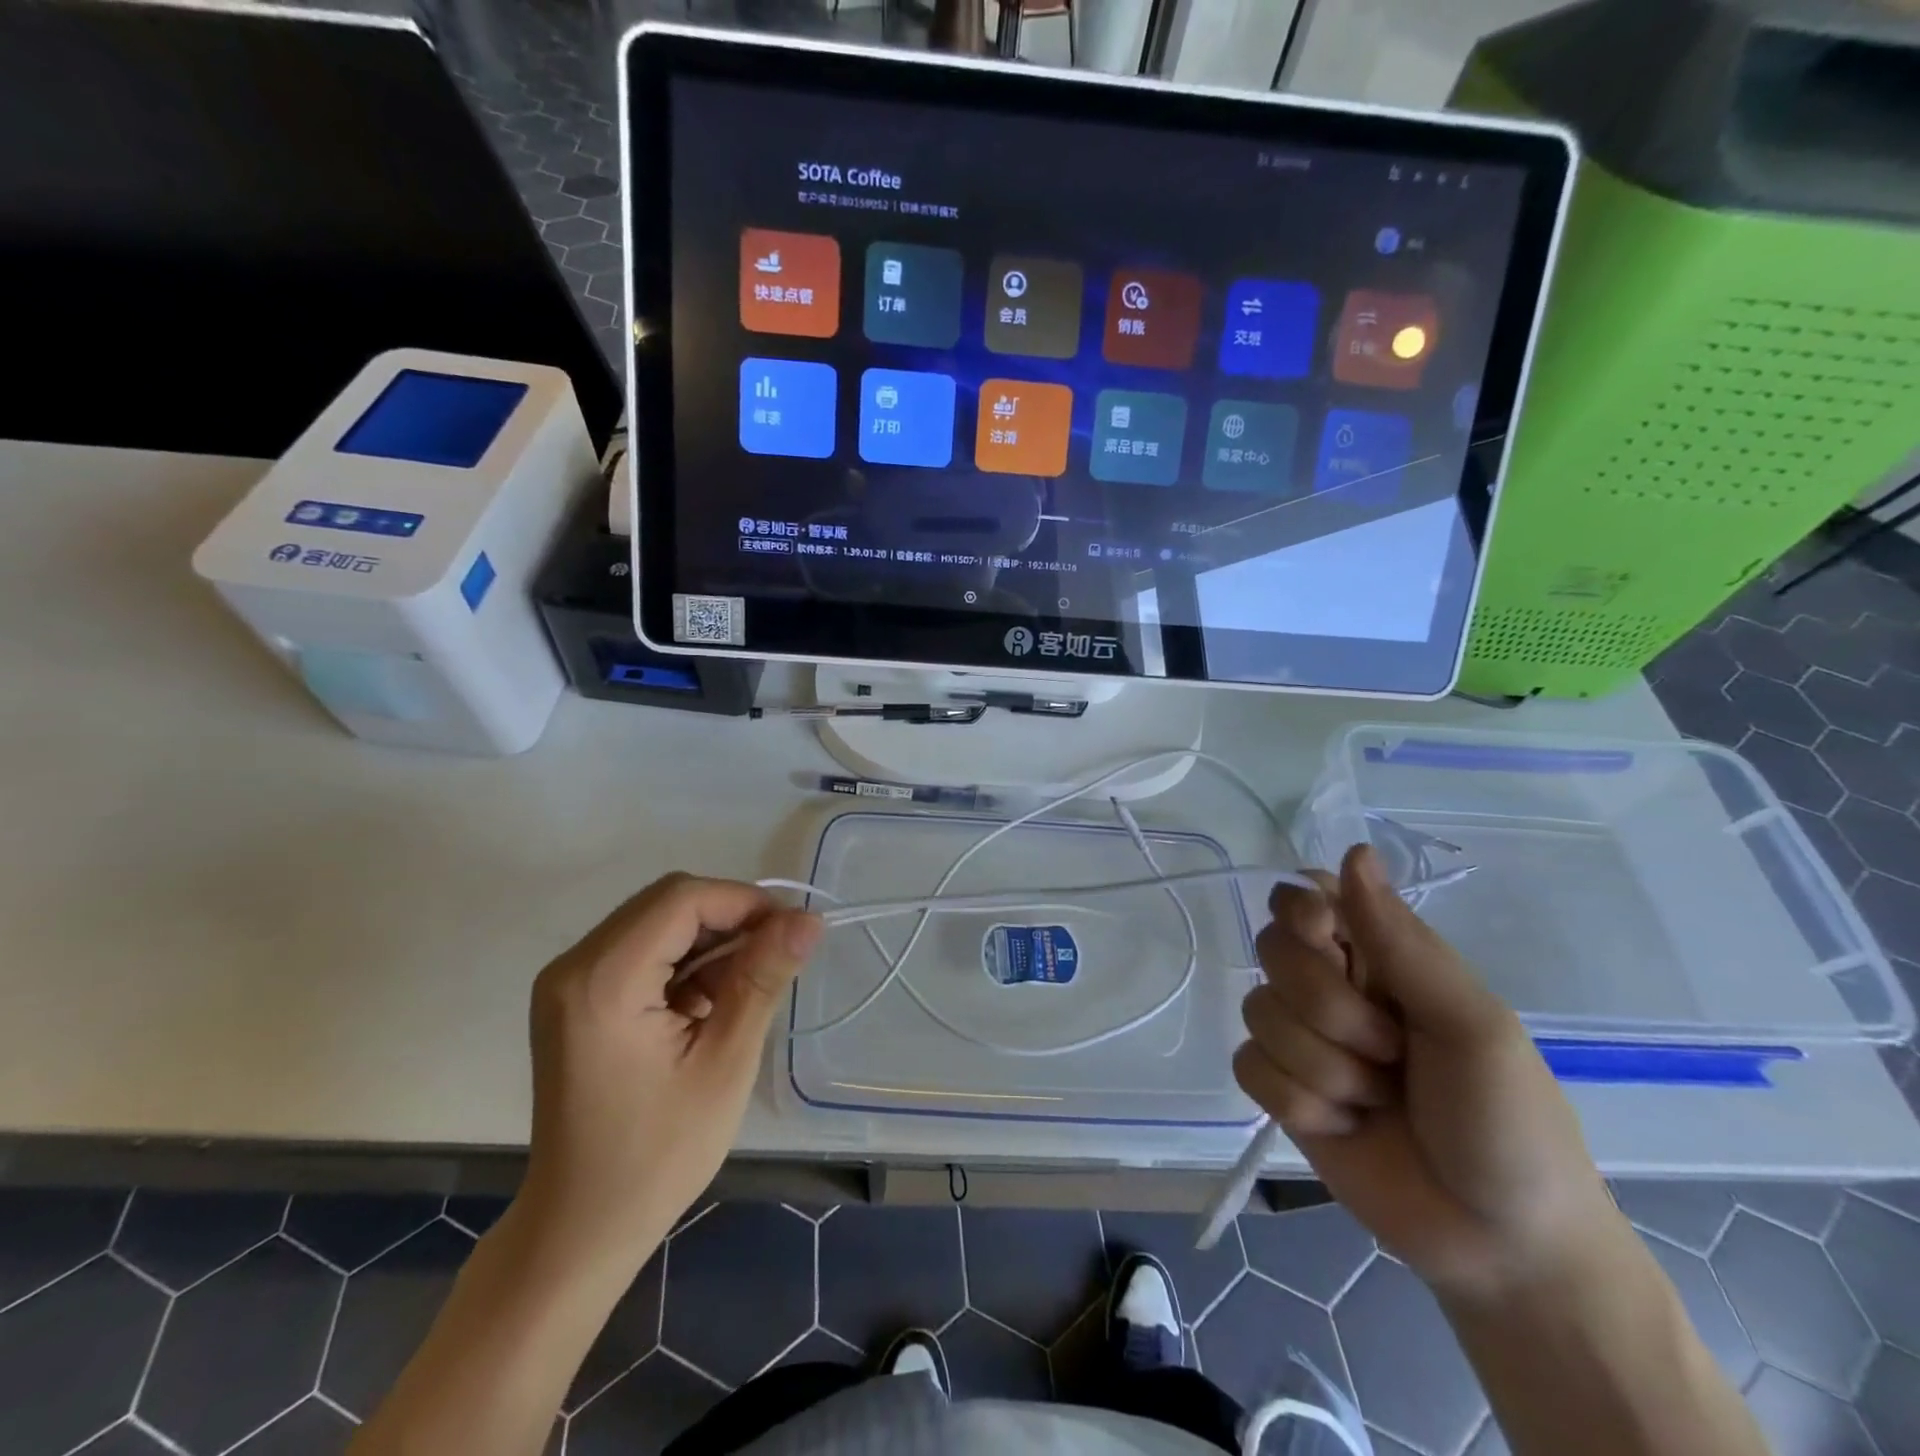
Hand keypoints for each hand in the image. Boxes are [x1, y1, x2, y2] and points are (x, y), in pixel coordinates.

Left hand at [520, 873, 822, 1271]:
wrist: (581, 1228)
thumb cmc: (658, 1155)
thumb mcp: (725, 1062)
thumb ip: (763, 978)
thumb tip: (809, 918)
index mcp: (603, 981)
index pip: (682, 900)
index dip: (744, 902)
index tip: (794, 931)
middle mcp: (574, 966)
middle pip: (667, 903)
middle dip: (730, 919)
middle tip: (778, 955)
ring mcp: (570, 981)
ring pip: (657, 922)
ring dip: (709, 942)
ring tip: (746, 988)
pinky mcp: (577, 997)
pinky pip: (642, 950)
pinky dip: (684, 962)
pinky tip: (710, 1004)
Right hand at [1235, 845, 1624, 1304]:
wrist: (1501, 1247)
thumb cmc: (1508, 1123)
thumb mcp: (1471, 1025)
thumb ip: (1402, 941)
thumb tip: (1352, 851)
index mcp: (1380, 958)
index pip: (1306, 895)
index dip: (1301, 910)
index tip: (1325, 938)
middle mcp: (1332, 987)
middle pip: (1271, 950)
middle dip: (1327, 1007)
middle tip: (1389, 1049)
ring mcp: (1301, 1040)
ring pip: (1259, 1013)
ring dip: (1324, 1067)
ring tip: (1379, 1101)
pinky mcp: (1280, 1092)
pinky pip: (1250, 1067)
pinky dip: (1300, 1103)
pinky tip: (1345, 1127)